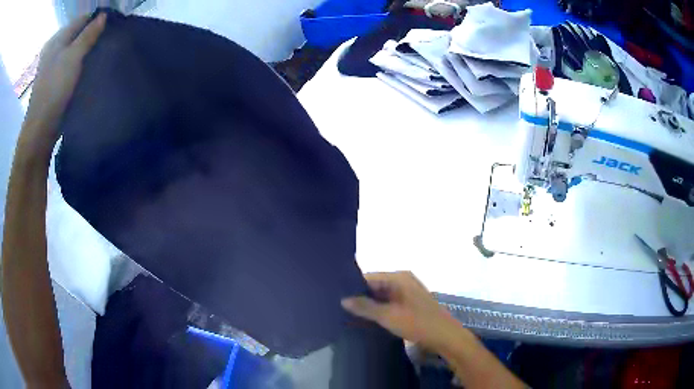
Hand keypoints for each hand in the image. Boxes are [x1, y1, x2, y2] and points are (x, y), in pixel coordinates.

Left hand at [21, 13, 105, 153]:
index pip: (81, 20)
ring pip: (74, 51)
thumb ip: (88, 34)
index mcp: (56, 40)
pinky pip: (70, 66)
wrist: (41, 129)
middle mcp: (54, 50)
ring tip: (100, 53)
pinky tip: (88, 68)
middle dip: (91, 36)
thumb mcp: (73, 57)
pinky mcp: (54, 82)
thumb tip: (104, 15)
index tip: (111, 25)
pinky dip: (79, 65)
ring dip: (86, 51)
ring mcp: (52, 67)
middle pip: (77, 35)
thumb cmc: (54, 89)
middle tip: (107, 40)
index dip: (96, 20)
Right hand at [341, 271, 461, 351]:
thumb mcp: (388, 316)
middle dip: (360, 297)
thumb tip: (343, 299)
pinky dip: (379, 309)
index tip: (335, 297)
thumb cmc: (417, 323)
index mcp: (399, 277)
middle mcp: (403, 280)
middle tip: (339, 308)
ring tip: (348, 314)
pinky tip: (367, 319)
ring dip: (369, 305)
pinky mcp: (410, 303)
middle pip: (375, 285)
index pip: (368, 277)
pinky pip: (389, 302)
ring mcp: (407, 292)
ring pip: (382, 295)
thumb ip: (365, 307)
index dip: (352, 287)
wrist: (445, 336)